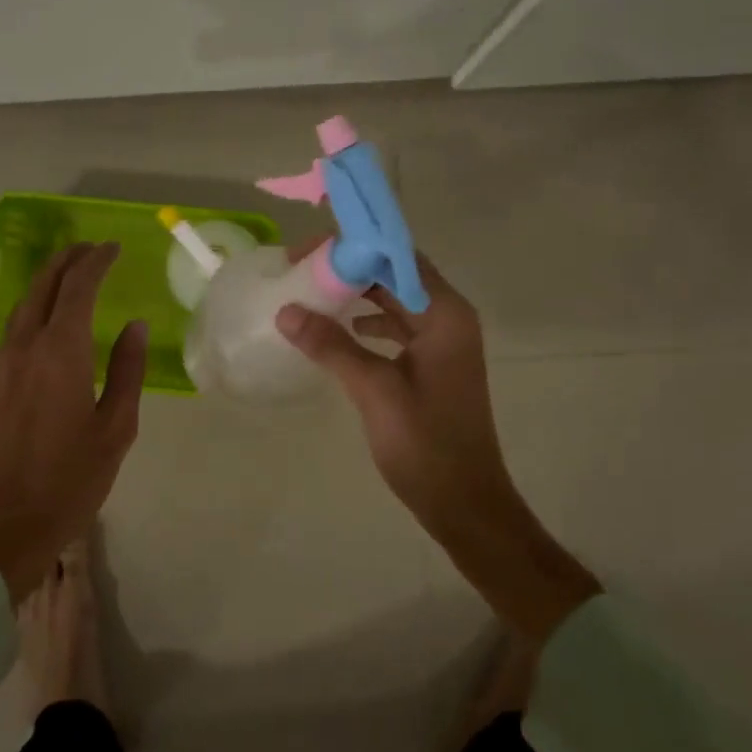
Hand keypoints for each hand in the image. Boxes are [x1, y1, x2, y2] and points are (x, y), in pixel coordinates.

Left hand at [0, 242, 147, 600]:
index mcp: (60, 353)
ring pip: (23, 308)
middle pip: (42, 287)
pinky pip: (13, 332)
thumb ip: (126, 371)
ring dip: (47, 284)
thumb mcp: (115, 429)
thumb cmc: (68, 482)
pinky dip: (34, 312)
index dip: (96, 262)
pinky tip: (48, 325)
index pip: (78, 288)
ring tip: (71, 277)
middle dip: (66, 261)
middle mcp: (24, 349)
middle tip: (90, 250)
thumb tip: (135, 326)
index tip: (113, 248)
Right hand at [275, 249, 599, 641]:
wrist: (465, 503)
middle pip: (396, 274)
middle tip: (300, 269)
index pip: (396, 257)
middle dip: (350, 268)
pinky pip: (398, 327)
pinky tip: (341, 330)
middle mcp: (448, 317)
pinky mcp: (434, 364)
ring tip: (311, 293)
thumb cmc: (426, 444)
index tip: (306, 253)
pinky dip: (369, 322)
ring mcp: (443, 342)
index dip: (351, 248)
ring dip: (357, 294)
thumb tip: (286, 311)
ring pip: (395, 300)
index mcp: (444, 314)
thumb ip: (331, 346)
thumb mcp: (374, 390)